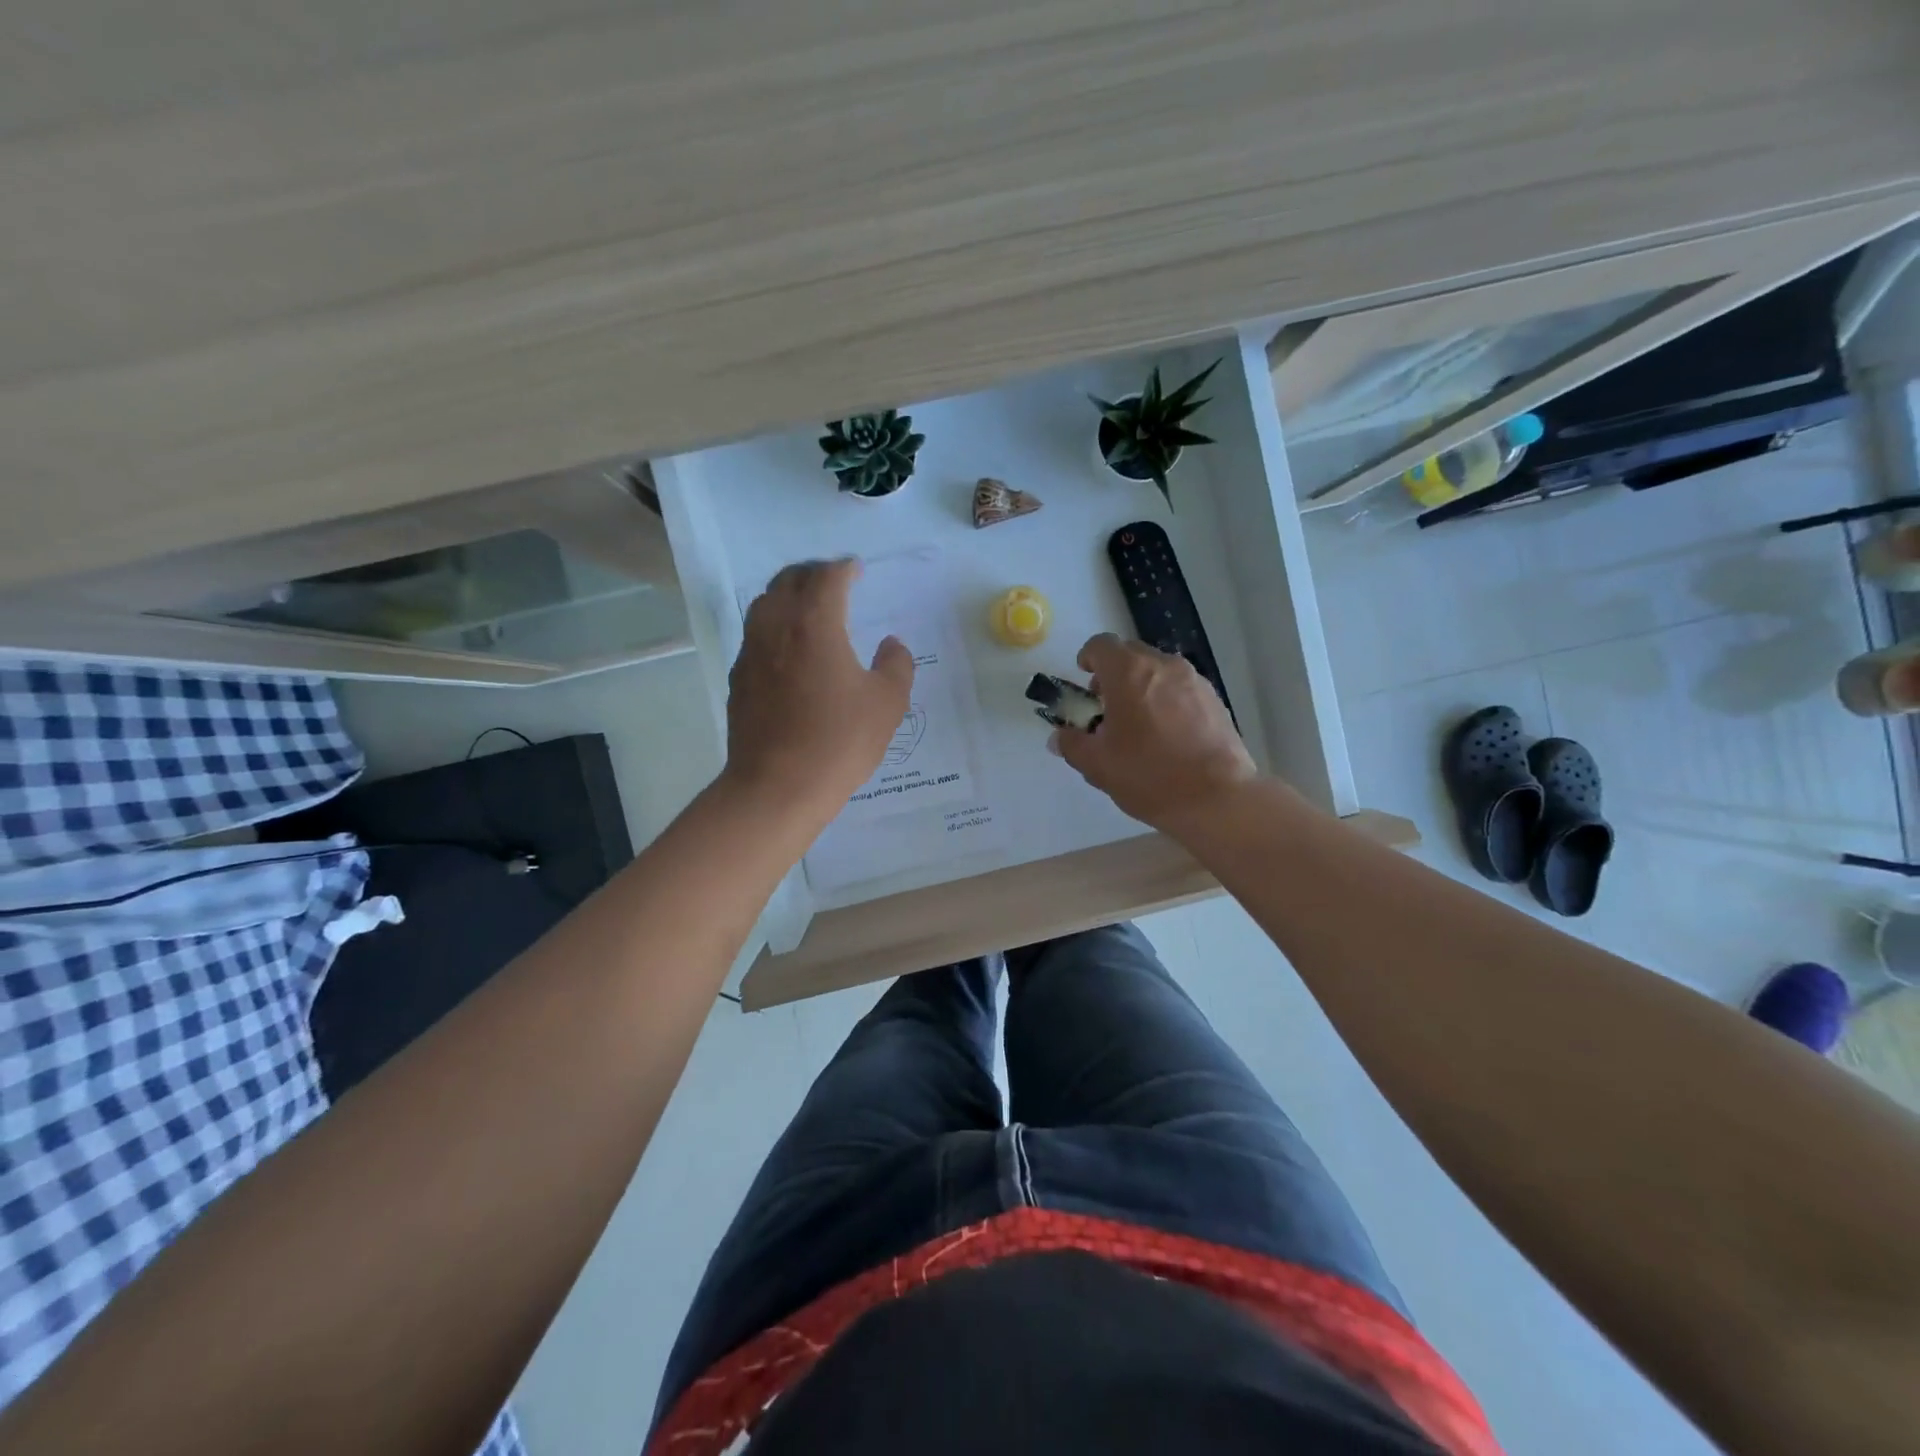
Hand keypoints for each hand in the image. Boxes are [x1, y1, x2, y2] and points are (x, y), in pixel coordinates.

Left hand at [723, 559, 914, 826]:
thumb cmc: (838, 742)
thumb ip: (896, 665)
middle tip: (833, 580)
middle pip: (788, 580)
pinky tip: (790, 650)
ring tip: (809, 608)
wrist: (776, 787)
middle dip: (812, 572)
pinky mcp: (738, 679)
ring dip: (788, 595)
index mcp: (815, 624)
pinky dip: (775, 627)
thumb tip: (891, 645)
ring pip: (765, 604)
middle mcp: (776, 627)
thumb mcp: (887, 704)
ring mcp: (750, 653)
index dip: (844, 568)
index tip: (856, 570)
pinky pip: (755, 635)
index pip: (827, 577)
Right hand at [1051, 633, 1256, 832]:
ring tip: (1138, 724)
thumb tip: (1059, 737)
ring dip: (1142, 687)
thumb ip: (1072, 744)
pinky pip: (1182, 688)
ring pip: (1159, 671)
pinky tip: (1167, 735)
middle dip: (1114, 674)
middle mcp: (1163, 665)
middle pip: (1131, 655)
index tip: (1084, 680)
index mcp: (1129, 672)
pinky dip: (1168, 700)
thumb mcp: (1097, 765)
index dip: (1088, 658)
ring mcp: (1194, 680)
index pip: (1101, 645)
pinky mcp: (1216, 700)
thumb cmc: (1148, 775)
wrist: (1216, 798)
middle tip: (1107, 707)